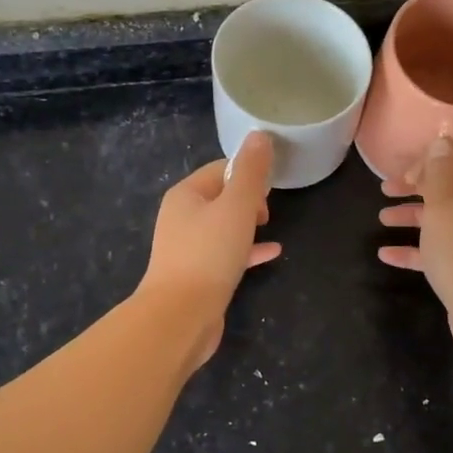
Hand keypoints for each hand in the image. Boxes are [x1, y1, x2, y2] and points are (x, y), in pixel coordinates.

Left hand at [136, 131, 281, 363]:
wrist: (180, 317)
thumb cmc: (209, 254)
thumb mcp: (237, 206)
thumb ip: (251, 172)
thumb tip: (260, 135)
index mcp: (186, 195)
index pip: (221, 169)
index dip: (248, 174)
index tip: (270, 190)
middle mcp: (182, 217)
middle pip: (222, 196)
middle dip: (248, 199)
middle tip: (267, 213)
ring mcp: (188, 248)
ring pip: (224, 226)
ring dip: (248, 224)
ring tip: (270, 228)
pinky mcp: (197, 275)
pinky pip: (226, 253)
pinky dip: (247, 250)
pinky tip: (272, 253)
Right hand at [378, 136, 452, 354]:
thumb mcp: (443, 204)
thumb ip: (439, 172)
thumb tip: (444, 140)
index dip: (435, 155)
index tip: (406, 164)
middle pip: (451, 187)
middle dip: (417, 186)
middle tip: (386, 187)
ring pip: (444, 219)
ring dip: (413, 216)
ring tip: (382, 219)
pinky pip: (441, 250)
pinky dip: (417, 249)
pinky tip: (386, 255)